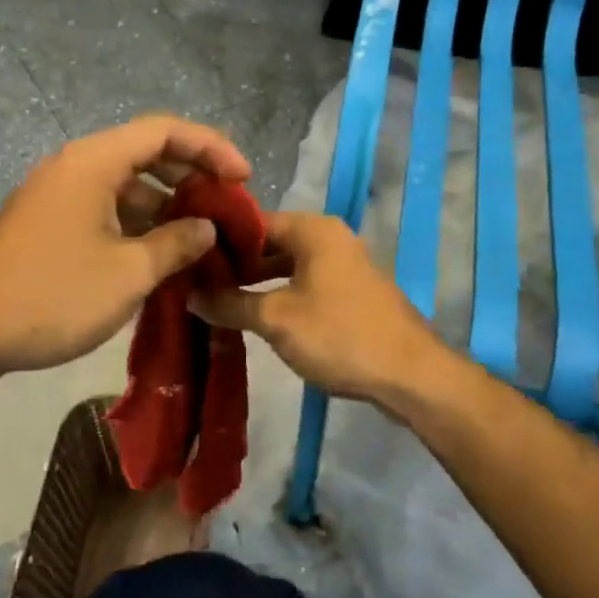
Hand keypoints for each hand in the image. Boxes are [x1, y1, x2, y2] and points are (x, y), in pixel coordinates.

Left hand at [0, 115, 251, 376]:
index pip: (165, 131)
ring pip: (124, 184)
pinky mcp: (46, 222)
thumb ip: (177, 243)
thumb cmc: (54, 296)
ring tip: (198, 238)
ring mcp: (55, 195)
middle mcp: (73, 166)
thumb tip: (205, 226)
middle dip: (191, 175)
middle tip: (225, 207)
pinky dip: (135, 223)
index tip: (244, 178)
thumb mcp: (129, 273)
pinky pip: (103, 208)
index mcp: (93, 162)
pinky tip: (156, 255)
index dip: (211, 147)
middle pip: (144, 152)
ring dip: (164, 205)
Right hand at [190, 211, 444, 404]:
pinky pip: (306, 285)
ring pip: (288, 267)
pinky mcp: (352, 294)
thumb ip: (230, 303)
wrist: (410, 375)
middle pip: (271, 244)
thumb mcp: (276, 319)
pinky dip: (280, 296)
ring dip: (257, 284)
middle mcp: (331, 238)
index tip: (189, 260)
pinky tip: (257, 318)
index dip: (219, 241)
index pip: (253, 222)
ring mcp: (345, 266)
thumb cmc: (339, 335)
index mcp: (314, 230)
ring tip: (219, 304)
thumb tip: (190, 294)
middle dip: (236, 265)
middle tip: (198, 285)